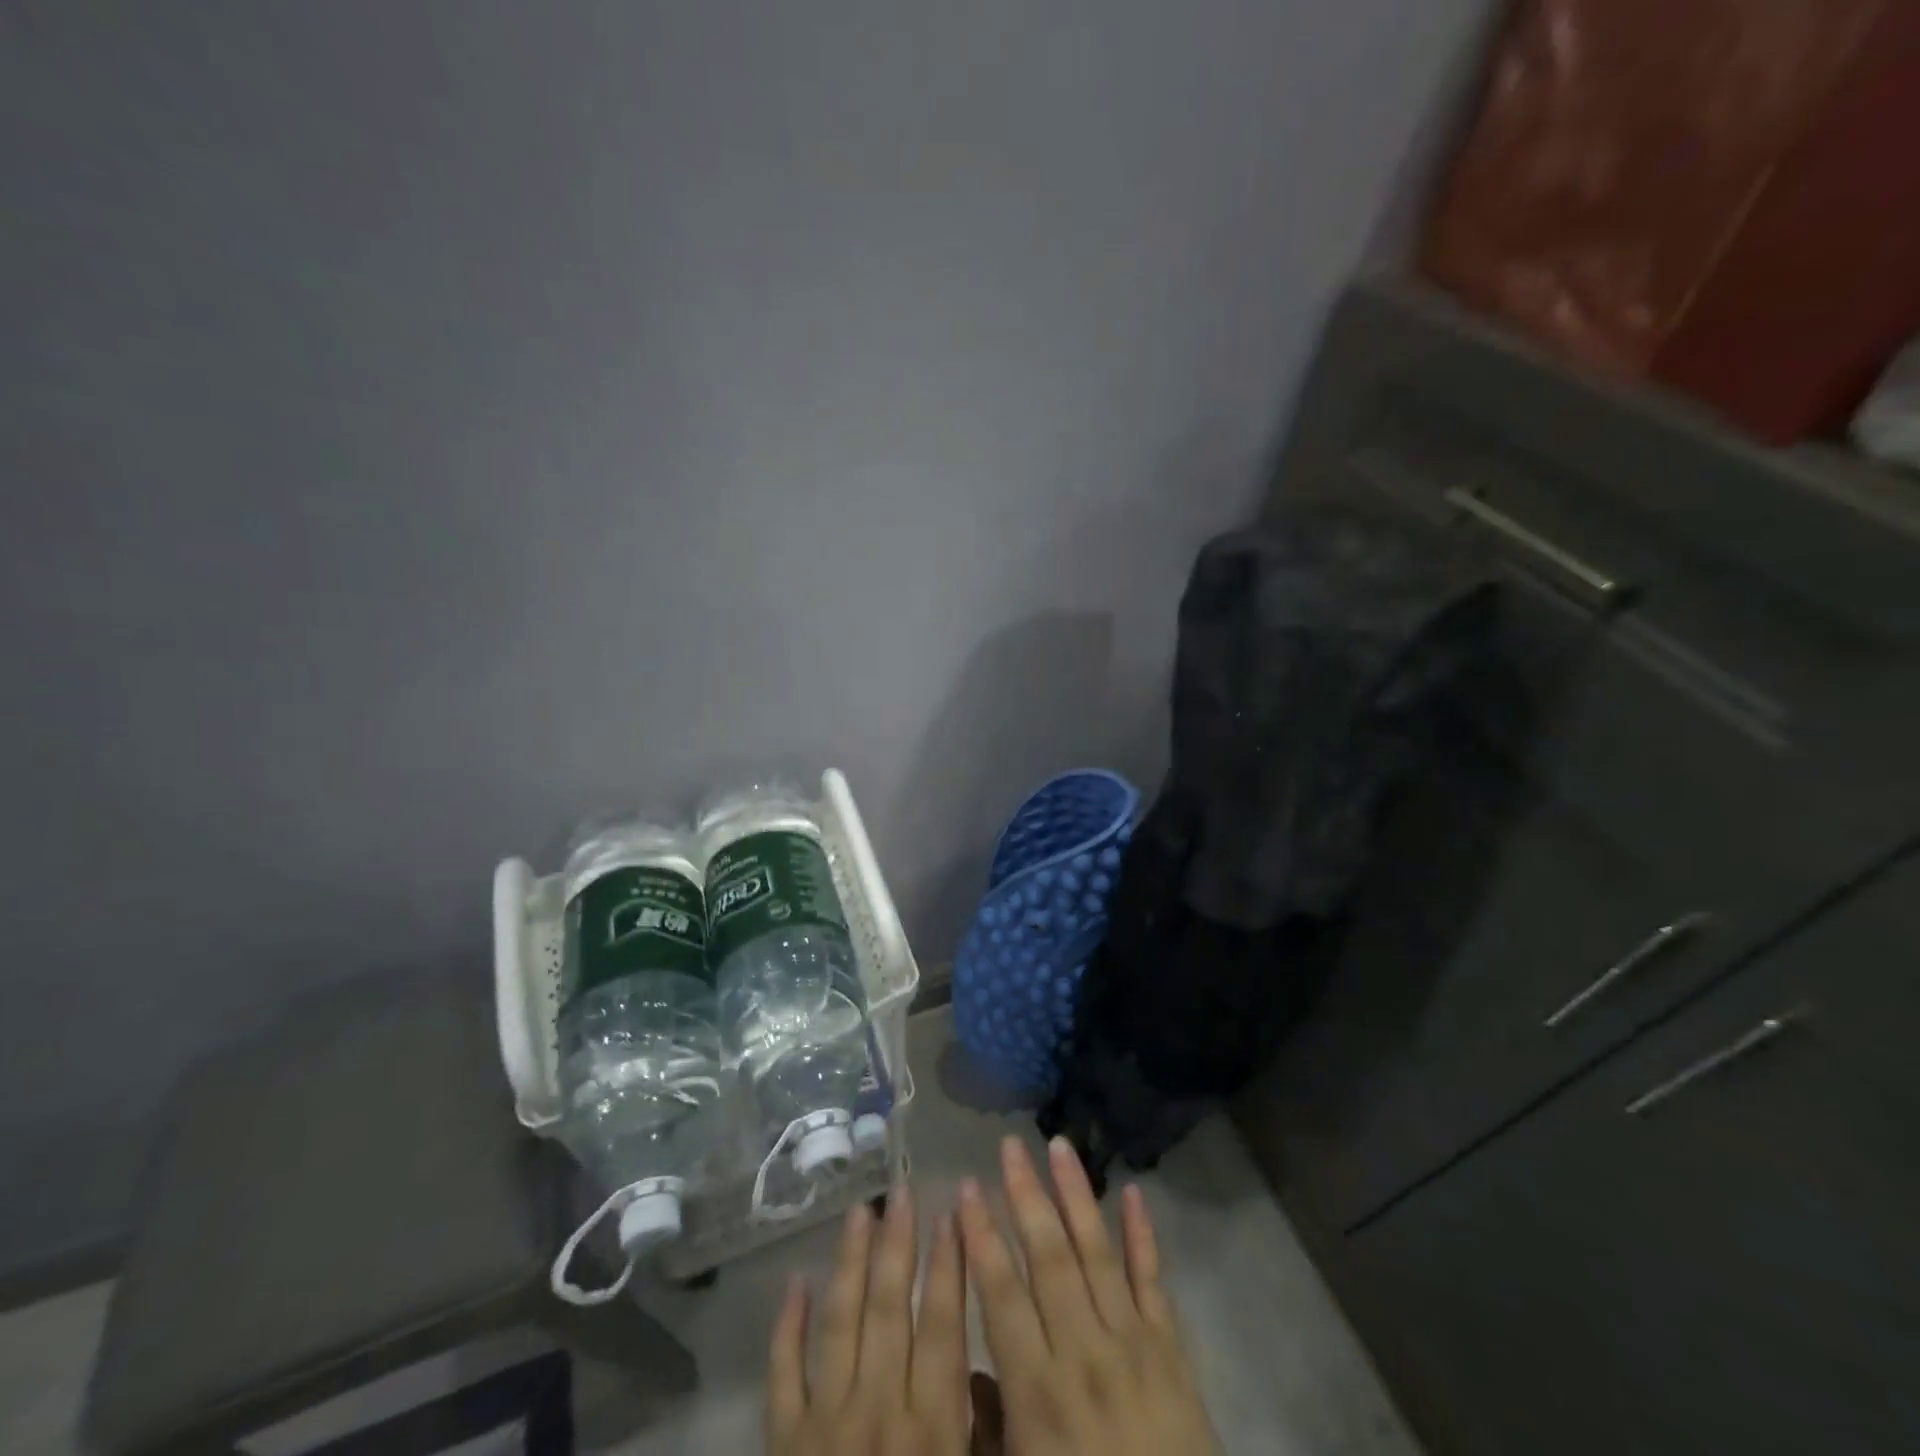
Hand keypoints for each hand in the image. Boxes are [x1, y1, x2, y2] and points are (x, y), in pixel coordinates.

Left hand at [766, 1188, 973, 1455]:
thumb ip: (987, 1435)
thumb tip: (993, 1372)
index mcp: (931, 1428)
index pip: (943, 1328)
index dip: (948, 1266)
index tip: (952, 1211)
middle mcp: (878, 1408)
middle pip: (888, 1309)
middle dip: (898, 1243)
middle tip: (901, 1190)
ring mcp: (825, 1423)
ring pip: (839, 1323)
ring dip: (850, 1262)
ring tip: (859, 1210)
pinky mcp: (784, 1442)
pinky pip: (783, 1374)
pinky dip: (787, 1326)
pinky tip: (796, 1281)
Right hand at [957, 1136, 1217, 1455]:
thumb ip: (987, 1427)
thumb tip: (964, 1372)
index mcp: (1038, 1390)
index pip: (1001, 1293)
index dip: (981, 1236)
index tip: (966, 1186)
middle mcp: (1083, 1352)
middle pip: (1049, 1258)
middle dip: (1026, 1195)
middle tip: (1009, 1144)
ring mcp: (1133, 1344)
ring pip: (1098, 1253)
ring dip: (1076, 1195)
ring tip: (1059, 1145)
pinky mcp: (1171, 1350)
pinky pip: (1154, 1281)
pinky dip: (1143, 1234)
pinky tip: (1132, 1191)